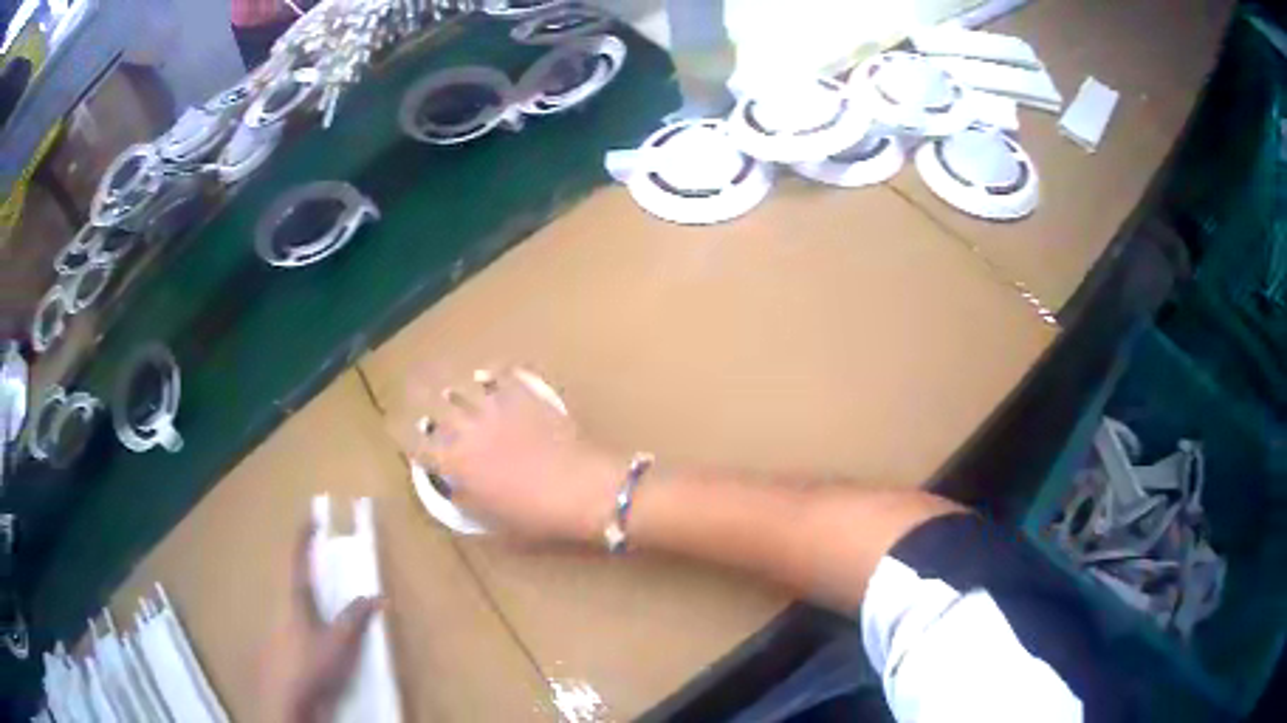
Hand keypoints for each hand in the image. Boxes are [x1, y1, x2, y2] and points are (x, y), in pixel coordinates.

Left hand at [260, 524, 379, 722]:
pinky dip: (308, 623)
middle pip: (294, 582)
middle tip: (324, 564)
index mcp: (296, 600)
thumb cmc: (312, 665)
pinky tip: (318, 639)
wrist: (287, 699)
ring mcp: (281, 628)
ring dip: (310, 600)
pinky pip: (296, 626)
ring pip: (295, 606)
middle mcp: (284, 608)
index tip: (310, 516)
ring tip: (327, 604)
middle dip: (308, 571)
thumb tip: (375, 595)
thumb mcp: (340, 643)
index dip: (304, 537)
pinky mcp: (283, 648)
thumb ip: (355, 619)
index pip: (299, 560)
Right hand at [407, 367, 623, 542]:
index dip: (400, 432)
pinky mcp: (525, 398)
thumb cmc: (537, 517)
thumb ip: (469, 502)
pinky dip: (493, 373)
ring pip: (463, 385)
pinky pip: (503, 377)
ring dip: (448, 377)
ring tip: (440, 367)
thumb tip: (457, 488)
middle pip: (432, 403)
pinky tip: (489, 371)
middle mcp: (468, 431)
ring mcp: (497, 410)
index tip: (392, 422)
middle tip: (408, 381)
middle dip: (415, 390)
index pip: (417, 444)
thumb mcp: (495, 523)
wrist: (582, 489)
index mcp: (457, 465)